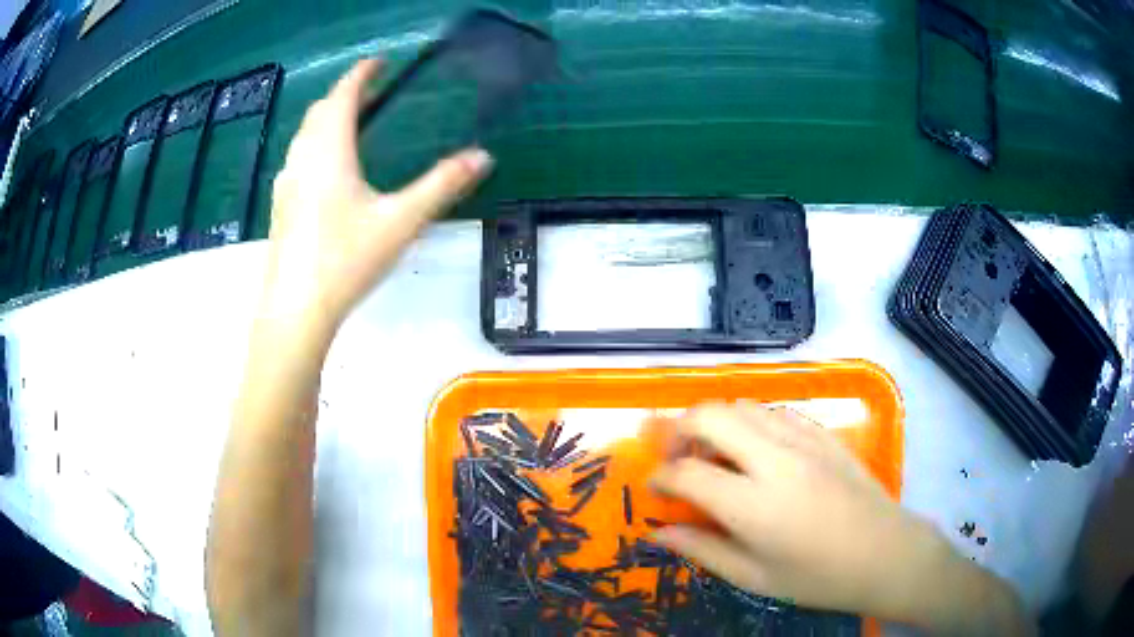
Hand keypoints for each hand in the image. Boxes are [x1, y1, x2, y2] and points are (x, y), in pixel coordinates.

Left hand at [263, 58, 492, 334]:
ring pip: (304, 134)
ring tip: (349, 123)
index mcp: (331, 151)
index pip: (344, 96)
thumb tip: (483, 156)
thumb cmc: (346, 260)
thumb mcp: (401, 221)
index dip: (361, 74)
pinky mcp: (280, 206)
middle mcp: (303, 158)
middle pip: (320, 111)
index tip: (379, 62)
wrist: (296, 310)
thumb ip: (442, 185)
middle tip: (369, 91)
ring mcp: (286, 183)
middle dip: (343, 93)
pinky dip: (314, 144)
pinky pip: (297, 158)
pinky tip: (325, 169)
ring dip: (325, 118)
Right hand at [650, 403, 1029, 634]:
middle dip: (678, 429)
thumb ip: (701, 550)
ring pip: (743, 405)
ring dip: (716, 422)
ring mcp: (803, 439)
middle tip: (675, 456)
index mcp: (753, 505)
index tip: (655, 489)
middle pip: (710, 415)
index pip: (687, 472)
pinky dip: (752, 422)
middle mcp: (774, 460)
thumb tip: (657, 533)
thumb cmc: (817, 577)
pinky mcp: (824, 433)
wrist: (885, 553)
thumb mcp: (753, 577)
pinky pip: (776, 411)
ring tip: (713, 453)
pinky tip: (756, 449)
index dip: (661, 477)